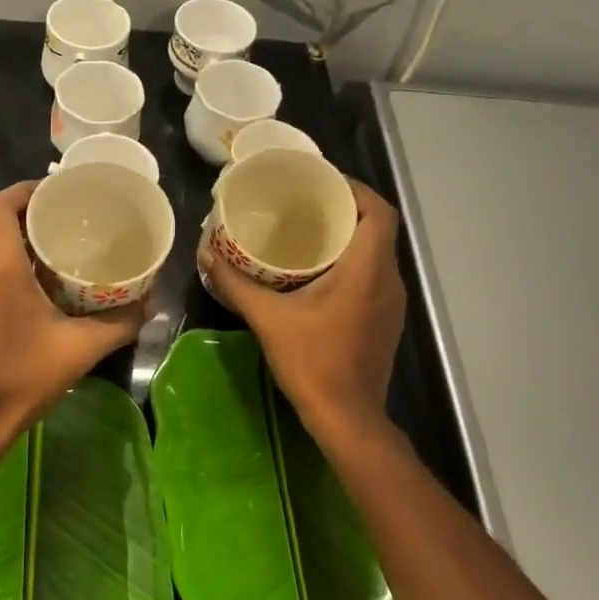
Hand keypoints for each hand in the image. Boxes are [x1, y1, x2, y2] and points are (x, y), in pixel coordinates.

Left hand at [0, 181, 145, 463]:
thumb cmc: (18, 379)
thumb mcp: (78, 349)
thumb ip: (119, 322)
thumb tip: (150, 304)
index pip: (2, 203)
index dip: (31, 191)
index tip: (63, 196)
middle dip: (25, 213)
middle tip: (64, 223)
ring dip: (9, 238)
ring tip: (50, 251)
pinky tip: (26, 287)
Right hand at [201, 179, 405, 440]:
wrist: (348, 419)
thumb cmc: (313, 363)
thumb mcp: (268, 319)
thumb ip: (236, 284)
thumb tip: (207, 253)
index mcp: (368, 269)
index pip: (379, 210)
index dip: (355, 188)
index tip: (322, 180)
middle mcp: (388, 280)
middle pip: (377, 227)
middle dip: (345, 208)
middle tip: (305, 201)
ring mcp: (391, 302)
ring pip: (376, 252)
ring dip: (348, 236)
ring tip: (307, 229)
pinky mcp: (384, 320)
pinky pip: (373, 275)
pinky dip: (350, 262)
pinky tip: (316, 271)